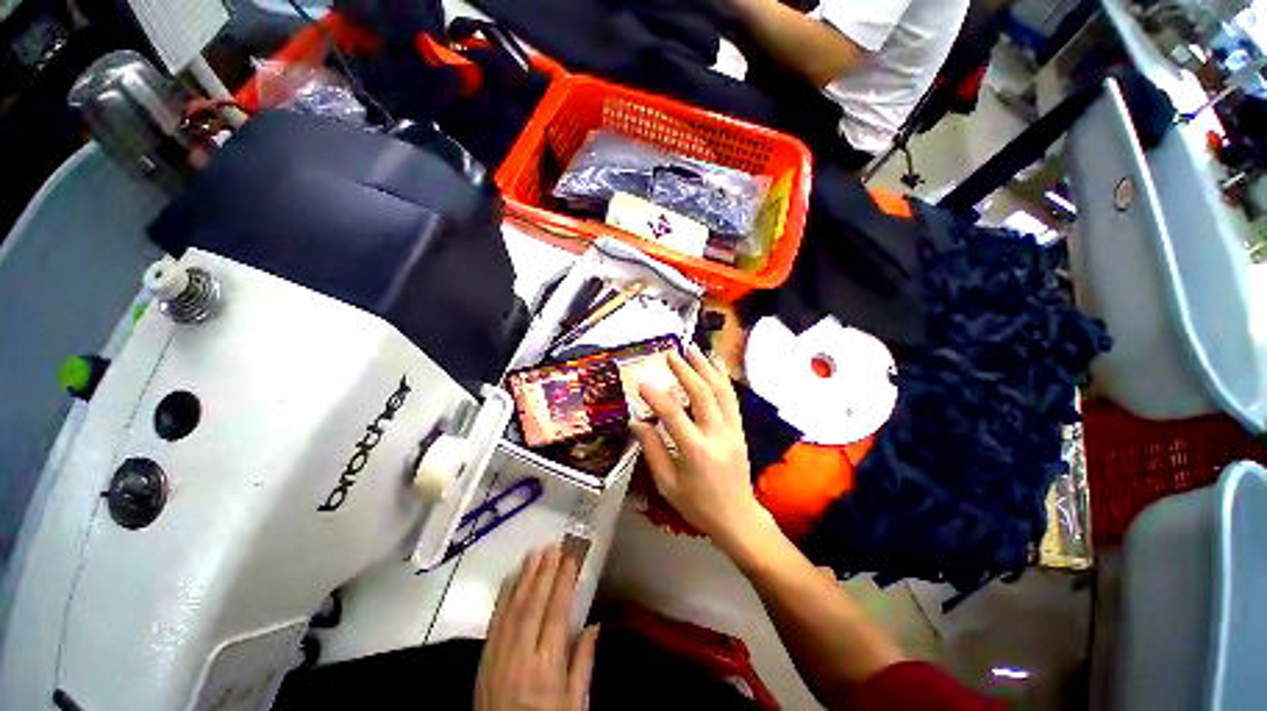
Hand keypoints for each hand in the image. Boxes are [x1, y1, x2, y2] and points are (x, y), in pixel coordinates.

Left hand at [476, 546, 599, 710]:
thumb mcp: (575, 706)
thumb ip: (583, 664)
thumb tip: (595, 625)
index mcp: (546, 668)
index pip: (556, 615)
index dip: (563, 583)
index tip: (570, 558)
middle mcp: (520, 657)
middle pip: (533, 606)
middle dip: (544, 573)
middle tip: (553, 547)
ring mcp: (498, 657)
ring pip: (512, 608)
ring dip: (524, 578)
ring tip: (534, 553)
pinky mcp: (484, 660)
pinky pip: (494, 621)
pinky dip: (503, 597)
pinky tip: (510, 578)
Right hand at [630, 345, 768, 548]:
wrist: (738, 517)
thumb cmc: (698, 505)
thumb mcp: (667, 484)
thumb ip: (652, 450)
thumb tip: (637, 422)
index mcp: (696, 452)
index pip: (674, 416)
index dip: (657, 397)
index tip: (642, 381)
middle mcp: (717, 435)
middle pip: (703, 395)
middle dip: (686, 371)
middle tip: (671, 354)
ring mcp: (732, 430)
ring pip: (721, 391)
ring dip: (707, 367)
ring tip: (694, 349)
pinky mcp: (739, 428)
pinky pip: (731, 398)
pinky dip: (723, 377)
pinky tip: (716, 363)